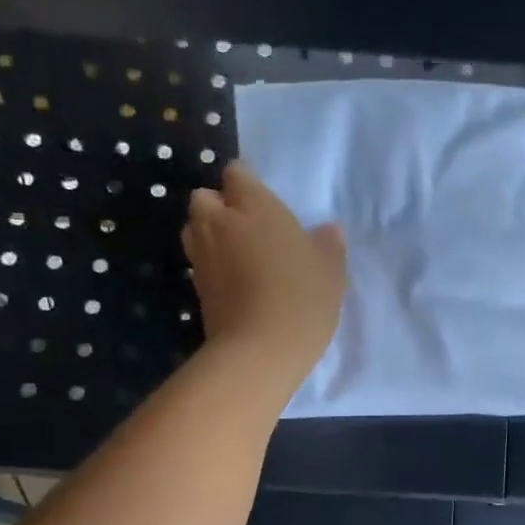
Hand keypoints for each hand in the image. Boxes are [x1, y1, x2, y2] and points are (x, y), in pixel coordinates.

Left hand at [183, 161, 345, 391]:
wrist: (259, 351)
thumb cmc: (301, 299)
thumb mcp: (330, 272)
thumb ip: (328, 245)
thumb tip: (330, 230)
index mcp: (254, 206)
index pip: (236, 174)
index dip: (247, 185)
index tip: (263, 203)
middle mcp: (220, 222)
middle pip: (204, 197)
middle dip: (219, 207)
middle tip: (248, 228)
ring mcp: (201, 255)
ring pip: (195, 229)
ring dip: (210, 235)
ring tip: (238, 255)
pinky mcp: (195, 287)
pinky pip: (199, 262)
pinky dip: (211, 266)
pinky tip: (235, 283)